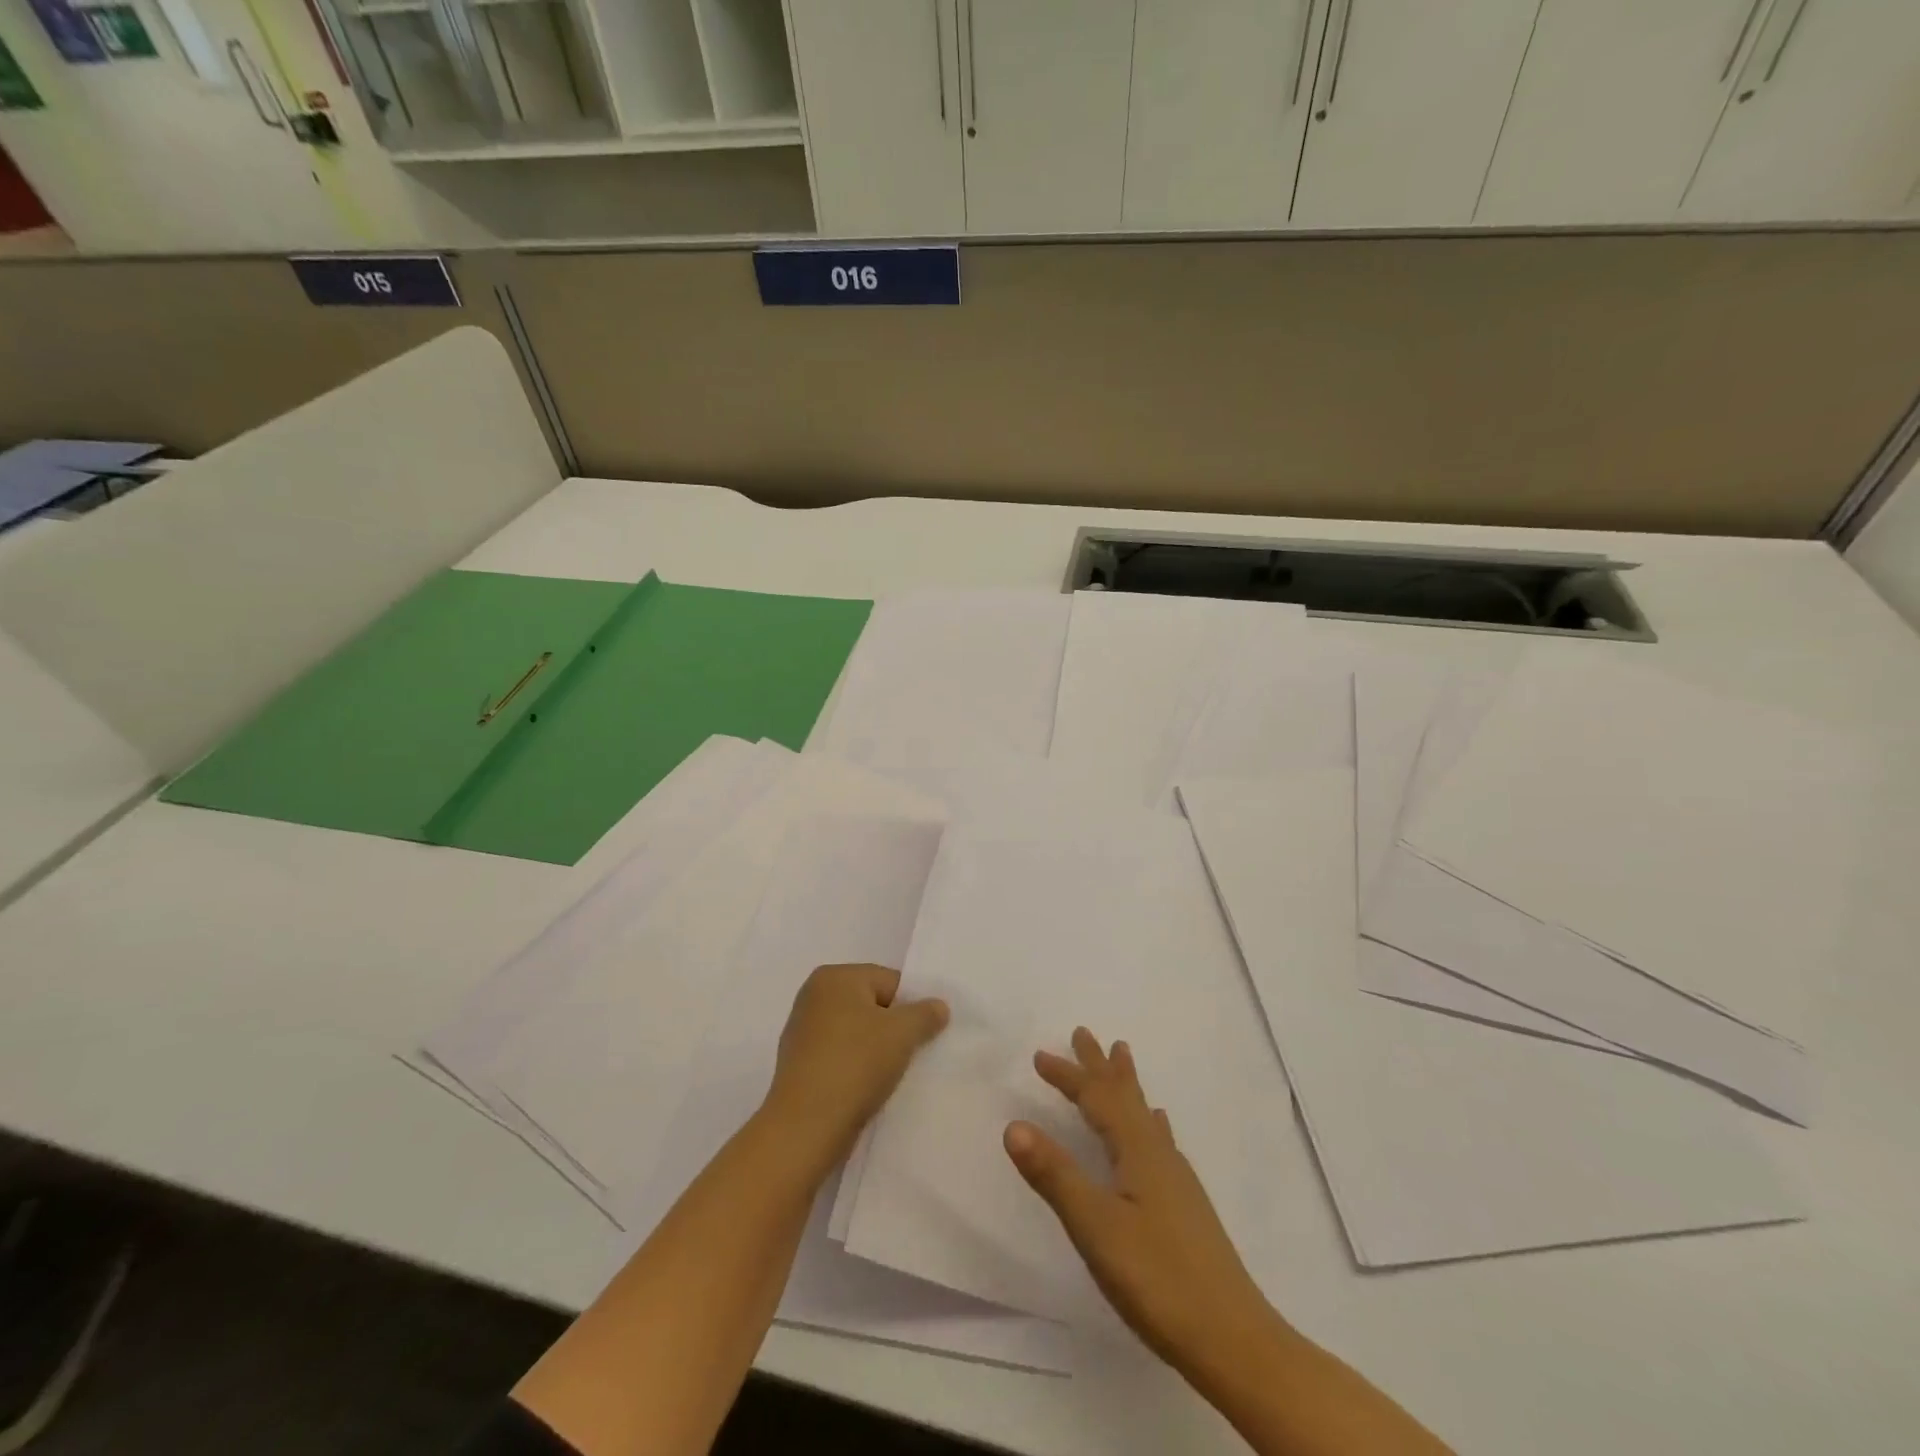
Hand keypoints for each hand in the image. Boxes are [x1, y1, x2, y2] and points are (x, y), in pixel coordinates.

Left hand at [764, 964, 948, 1165]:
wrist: (805, 1128)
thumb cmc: (855, 1064)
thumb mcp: (903, 1033)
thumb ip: (926, 1013)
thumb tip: (938, 1006)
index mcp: (834, 976)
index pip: (889, 981)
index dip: (912, 1007)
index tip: (922, 1035)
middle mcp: (813, 995)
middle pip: (872, 1005)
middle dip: (893, 1028)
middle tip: (909, 1054)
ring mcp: (802, 1031)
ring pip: (856, 1032)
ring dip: (875, 1049)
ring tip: (888, 1075)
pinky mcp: (798, 1064)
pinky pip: (840, 1055)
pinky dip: (855, 1067)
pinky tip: (866, 1088)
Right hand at [1004, 1028, 1277, 1373]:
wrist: (1234, 1340)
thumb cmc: (1158, 1279)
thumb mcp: (1096, 1227)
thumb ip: (1055, 1176)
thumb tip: (1014, 1124)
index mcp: (1137, 1152)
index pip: (1097, 1100)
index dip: (1068, 1076)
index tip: (1040, 1056)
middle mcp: (1158, 1155)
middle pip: (1124, 1097)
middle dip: (1099, 1066)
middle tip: (1083, 1033)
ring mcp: (1176, 1180)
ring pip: (1143, 1115)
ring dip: (1125, 1086)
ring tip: (1122, 1059)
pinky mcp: (1184, 1205)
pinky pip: (1158, 1141)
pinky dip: (1148, 1122)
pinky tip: (1158, 1129)